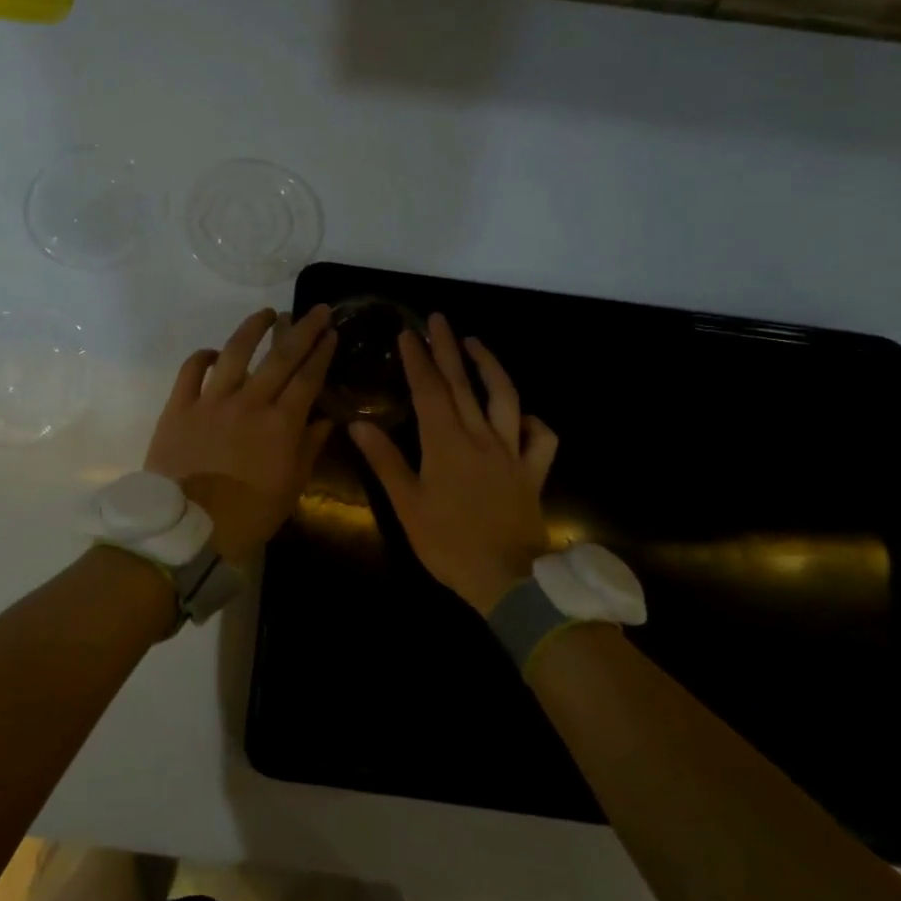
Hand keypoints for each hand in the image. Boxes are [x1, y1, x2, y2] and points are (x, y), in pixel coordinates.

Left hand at [145, 306, 337, 565]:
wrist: (188, 529)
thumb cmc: (248, 515)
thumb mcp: (291, 488)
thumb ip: (309, 448)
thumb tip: (327, 418)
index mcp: (281, 424)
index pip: (308, 378)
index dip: (322, 352)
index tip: (332, 332)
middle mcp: (249, 402)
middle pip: (280, 357)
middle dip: (302, 329)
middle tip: (316, 310)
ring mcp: (211, 400)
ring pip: (235, 351)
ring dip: (254, 328)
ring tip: (267, 313)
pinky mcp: (179, 406)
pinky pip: (191, 370)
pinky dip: (202, 356)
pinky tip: (213, 351)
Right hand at [350, 313, 558, 613]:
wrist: (508, 580)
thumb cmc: (449, 544)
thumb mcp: (407, 505)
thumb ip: (384, 461)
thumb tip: (358, 423)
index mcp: (446, 443)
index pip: (429, 390)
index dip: (417, 359)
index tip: (408, 333)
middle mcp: (481, 437)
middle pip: (463, 384)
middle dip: (448, 348)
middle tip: (438, 319)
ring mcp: (511, 453)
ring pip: (505, 399)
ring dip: (490, 367)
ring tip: (476, 343)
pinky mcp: (532, 472)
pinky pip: (542, 439)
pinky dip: (534, 422)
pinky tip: (523, 415)